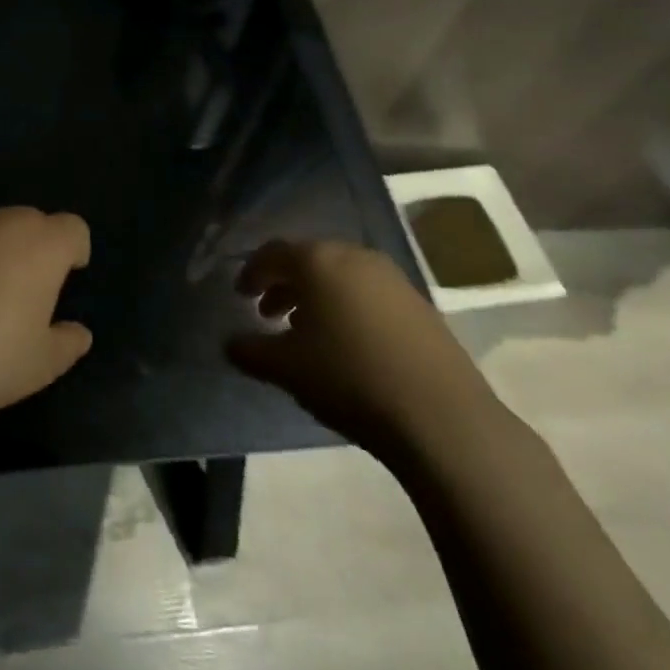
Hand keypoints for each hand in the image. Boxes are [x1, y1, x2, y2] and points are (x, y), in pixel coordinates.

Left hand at [0, 207, 92, 432]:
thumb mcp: (42, 363)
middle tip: (31, 288)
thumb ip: (67, 342)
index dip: (75, 249)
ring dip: (1, 248)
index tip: (70, 275)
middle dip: (38, 245)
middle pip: (33, 221)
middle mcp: (5, 224)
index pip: (72, 228)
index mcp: (43, 245)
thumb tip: (79, 333)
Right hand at [227, 239, 501, 455]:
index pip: (273, 253)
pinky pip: (369, 294)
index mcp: (318, 260)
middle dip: (284, 284)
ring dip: (316, 297)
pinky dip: (347, 308)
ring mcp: (392, 278)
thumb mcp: (286, 368)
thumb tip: (229, 343)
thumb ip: (250, 350)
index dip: (252, 272)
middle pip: (308, 260)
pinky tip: (347, 344)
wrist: (441, 416)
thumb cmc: (349, 378)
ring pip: (340, 276)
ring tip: (306, 332)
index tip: (240, 295)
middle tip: (267, 314)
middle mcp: (354, 256)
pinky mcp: (419, 304)